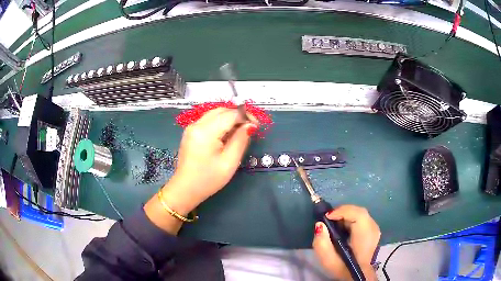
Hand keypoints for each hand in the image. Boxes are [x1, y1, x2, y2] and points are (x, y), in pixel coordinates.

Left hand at [163, 108, 258, 212]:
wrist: (185, 189)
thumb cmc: (208, 179)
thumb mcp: (229, 162)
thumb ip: (241, 140)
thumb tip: (250, 125)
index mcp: (206, 131)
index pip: (230, 114)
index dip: (246, 116)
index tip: (257, 126)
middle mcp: (197, 124)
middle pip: (222, 110)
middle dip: (238, 115)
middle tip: (250, 128)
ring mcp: (191, 127)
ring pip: (215, 113)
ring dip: (230, 118)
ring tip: (240, 131)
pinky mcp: (190, 132)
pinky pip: (208, 120)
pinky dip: (220, 122)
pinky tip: (227, 134)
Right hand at [313, 205, 379, 280]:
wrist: (358, 275)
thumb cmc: (343, 268)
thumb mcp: (328, 260)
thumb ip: (321, 243)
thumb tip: (319, 225)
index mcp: (365, 236)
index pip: (358, 214)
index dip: (342, 211)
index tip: (326, 217)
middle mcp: (373, 229)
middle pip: (358, 211)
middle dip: (342, 212)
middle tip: (328, 220)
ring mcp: (375, 229)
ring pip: (360, 214)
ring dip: (346, 216)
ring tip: (334, 225)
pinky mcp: (373, 230)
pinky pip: (362, 219)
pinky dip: (351, 220)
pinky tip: (343, 229)